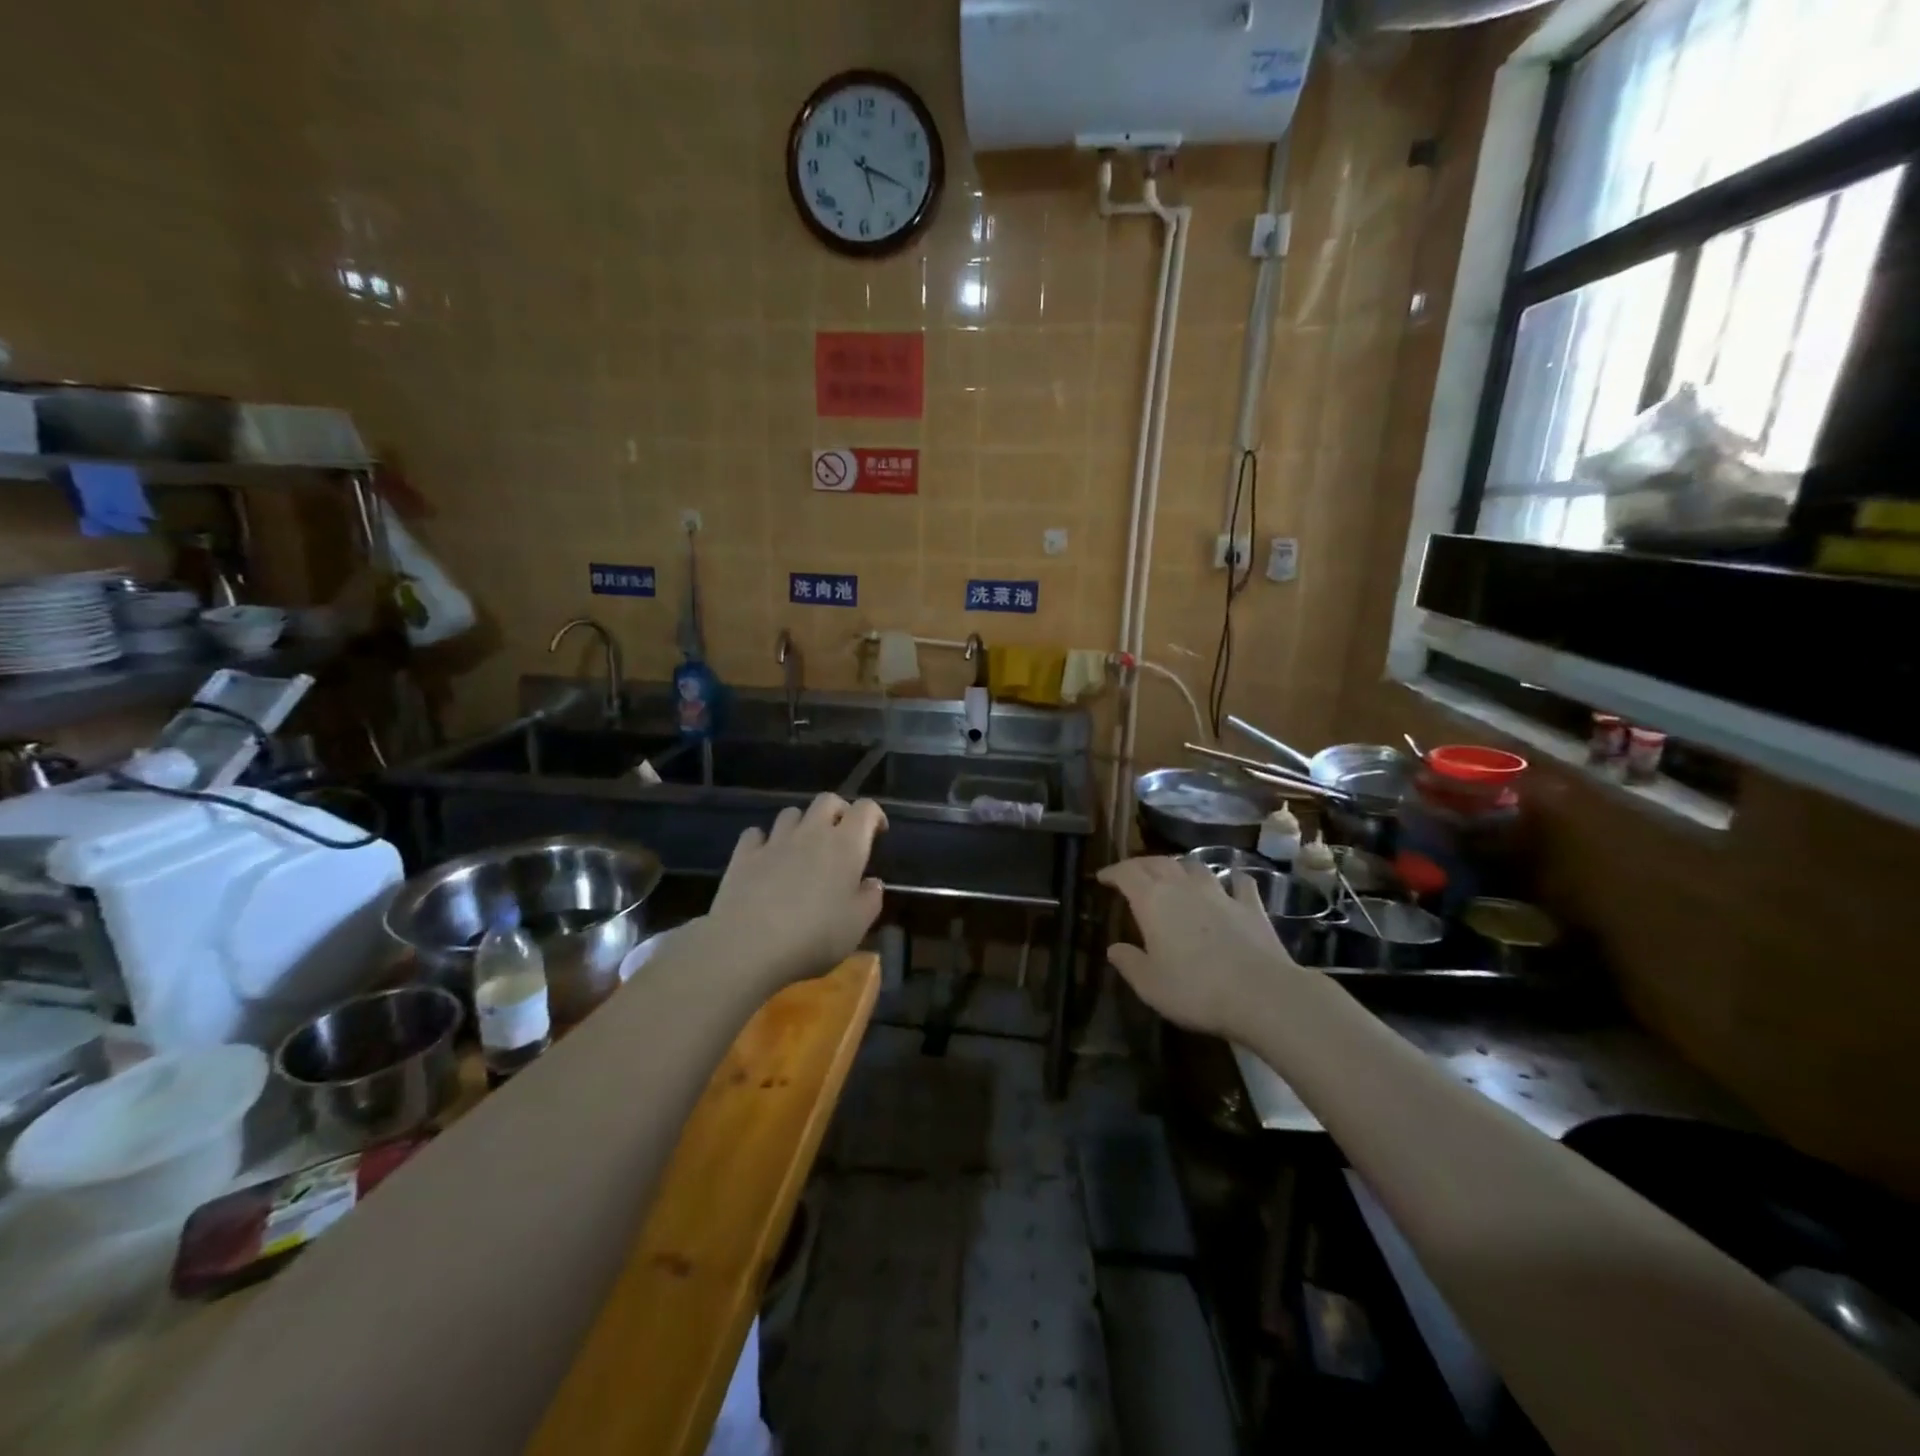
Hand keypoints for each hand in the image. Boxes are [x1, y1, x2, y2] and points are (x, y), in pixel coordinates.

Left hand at [706, 793, 888, 989]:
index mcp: (846, 845)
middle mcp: (812, 833)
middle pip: (827, 801)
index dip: (875, 815)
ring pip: (791, 813)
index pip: (866, 809)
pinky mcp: (744, 854)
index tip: (878, 832)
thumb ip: (871, 899)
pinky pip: (756, 833)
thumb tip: (873, 883)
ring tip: (803, 847)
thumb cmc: (814, 936)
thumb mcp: (857, 925)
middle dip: (839, 810)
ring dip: (802, 824)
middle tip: (842, 833)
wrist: (748, 945)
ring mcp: (775, 840)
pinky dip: (764, 840)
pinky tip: (766, 857)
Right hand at [1097, 857, 1301, 1037]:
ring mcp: (1221, 894)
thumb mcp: (1150, 984)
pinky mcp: (1252, 907)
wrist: (1262, 994)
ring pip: (1195, 866)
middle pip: (1158, 862)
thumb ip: (1129, 962)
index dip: (1113, 872)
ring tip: (1175, 875)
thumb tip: (1114, 948)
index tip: (1103, 878)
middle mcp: (1184, 887)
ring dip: (1181, 867)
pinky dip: (1231, 880)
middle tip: (1132, 874)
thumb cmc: (1195, 990)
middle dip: (1141, 865)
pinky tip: (1232, 884)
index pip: (1127, 873)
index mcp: (1153, 901)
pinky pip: (1239, 883)